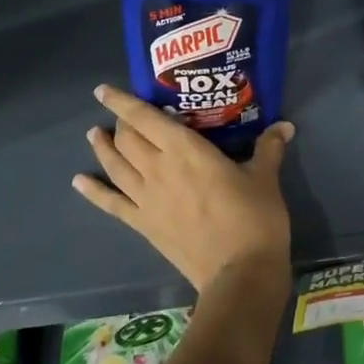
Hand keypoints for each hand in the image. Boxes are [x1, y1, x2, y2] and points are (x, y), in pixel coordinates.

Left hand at [72, 84, 294, 293]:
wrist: (240, 273)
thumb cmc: (255, 218)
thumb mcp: (265, 178)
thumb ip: (268, 148)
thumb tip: (284, 126)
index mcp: (186, 150)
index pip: (145, 118)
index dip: (122, 101)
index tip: (103, 90)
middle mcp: (158, 168)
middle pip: (127, 138)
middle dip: (121, 123)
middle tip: (124, 116)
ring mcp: (146, 198)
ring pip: (115, 165)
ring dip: (102, 148)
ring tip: (93, 135)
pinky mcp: (143, 225)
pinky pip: (112, 204)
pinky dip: (93, 192)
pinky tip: (78, 182)